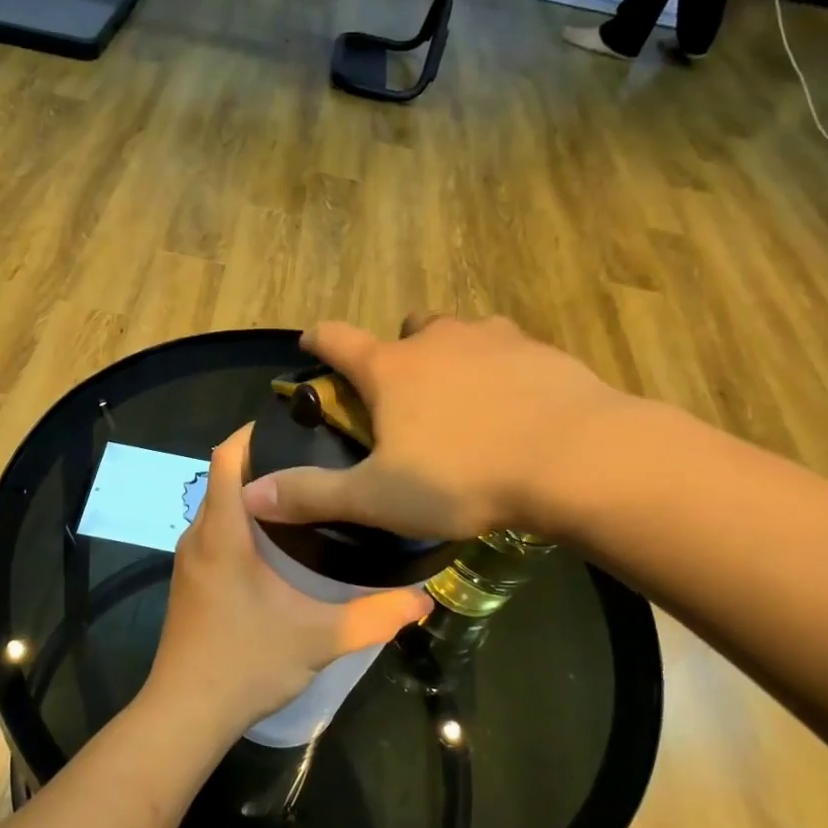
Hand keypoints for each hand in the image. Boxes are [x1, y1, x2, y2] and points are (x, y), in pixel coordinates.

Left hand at [142, 425, 427, 739]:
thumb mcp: (319, 638)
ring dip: (254, 495)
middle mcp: (199, 536)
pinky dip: (242, 522)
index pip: (226, 457)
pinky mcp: (190, 582)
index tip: (294, 423)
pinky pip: (215, 532)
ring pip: (219, 507)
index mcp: (223, 532)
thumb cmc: (246, 663)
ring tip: (306, 495)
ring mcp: (189, 560)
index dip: (252, 432)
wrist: (185, 714)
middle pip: (225, 478)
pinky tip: (278, 544)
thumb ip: (374, 616)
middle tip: (316, 459)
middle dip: (264, 461)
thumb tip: (423, 600)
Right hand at [240, 315, 646, 541]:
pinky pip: (507, 350)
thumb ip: (312, 495)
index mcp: (390, 369)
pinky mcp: (539, 351)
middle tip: (405, 396)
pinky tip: (515, 407)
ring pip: (458, 334)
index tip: (310, 341)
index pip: (336, 339)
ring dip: (451, 356)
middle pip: (404, 329)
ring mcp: (492, 339)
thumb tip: (250, 494)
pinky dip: (500, 369)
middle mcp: (436, 340)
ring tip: (463, 400)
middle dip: (397, 353)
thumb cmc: (463, 477)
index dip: (318, 339)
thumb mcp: (379, 498)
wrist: (577, 458)